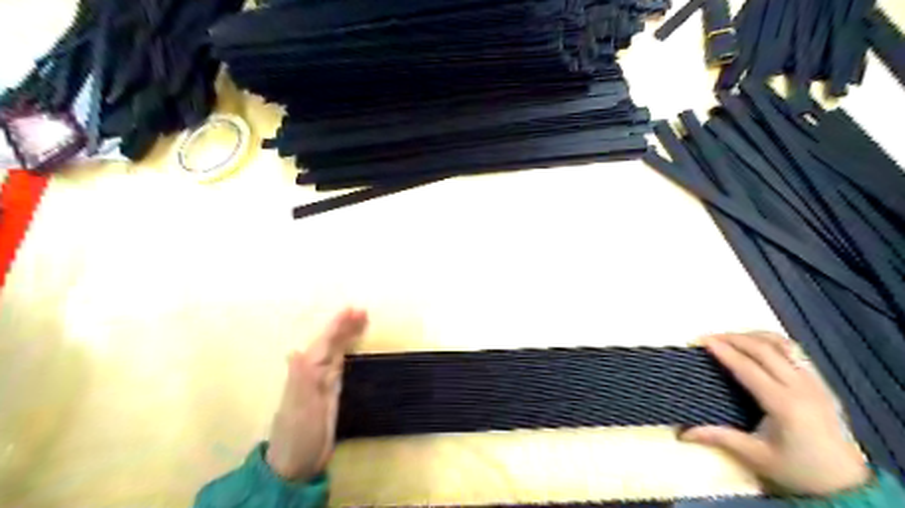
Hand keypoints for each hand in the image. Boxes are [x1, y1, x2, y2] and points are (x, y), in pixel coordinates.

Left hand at [265, 308, 366, 482]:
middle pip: (330, 343)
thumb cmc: (297, 436)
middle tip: (364, 311)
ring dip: (347, 335)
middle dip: (345, 326)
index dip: (336, 326)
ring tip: (362, 321)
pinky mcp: (331, 392)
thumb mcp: (298, 410)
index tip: (352, 310)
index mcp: (306, 373)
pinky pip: (340, 364)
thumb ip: (298, 380)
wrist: (297, 464)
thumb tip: (294, 351)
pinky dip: (347, 351)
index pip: (323, 343)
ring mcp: (322, 382)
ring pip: (336, 351)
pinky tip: (350, 346)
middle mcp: (314, 372)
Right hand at [686, 334, 869, 495]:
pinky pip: (796, 351)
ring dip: (753, 335)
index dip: (722, 350)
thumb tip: (682, 432)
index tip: (701, 341)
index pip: (747, 367)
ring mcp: (815, 382)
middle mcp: (801, 387)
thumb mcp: (756, 456)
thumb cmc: (798, 470)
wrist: (846, 484)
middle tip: (708, 337)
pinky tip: (757, 344)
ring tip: (730, 337)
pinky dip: (772, 341)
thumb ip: (720, 437)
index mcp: (784, 404)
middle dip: (732, 338)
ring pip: (782, 344)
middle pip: (763, 349)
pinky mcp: (821, 383)